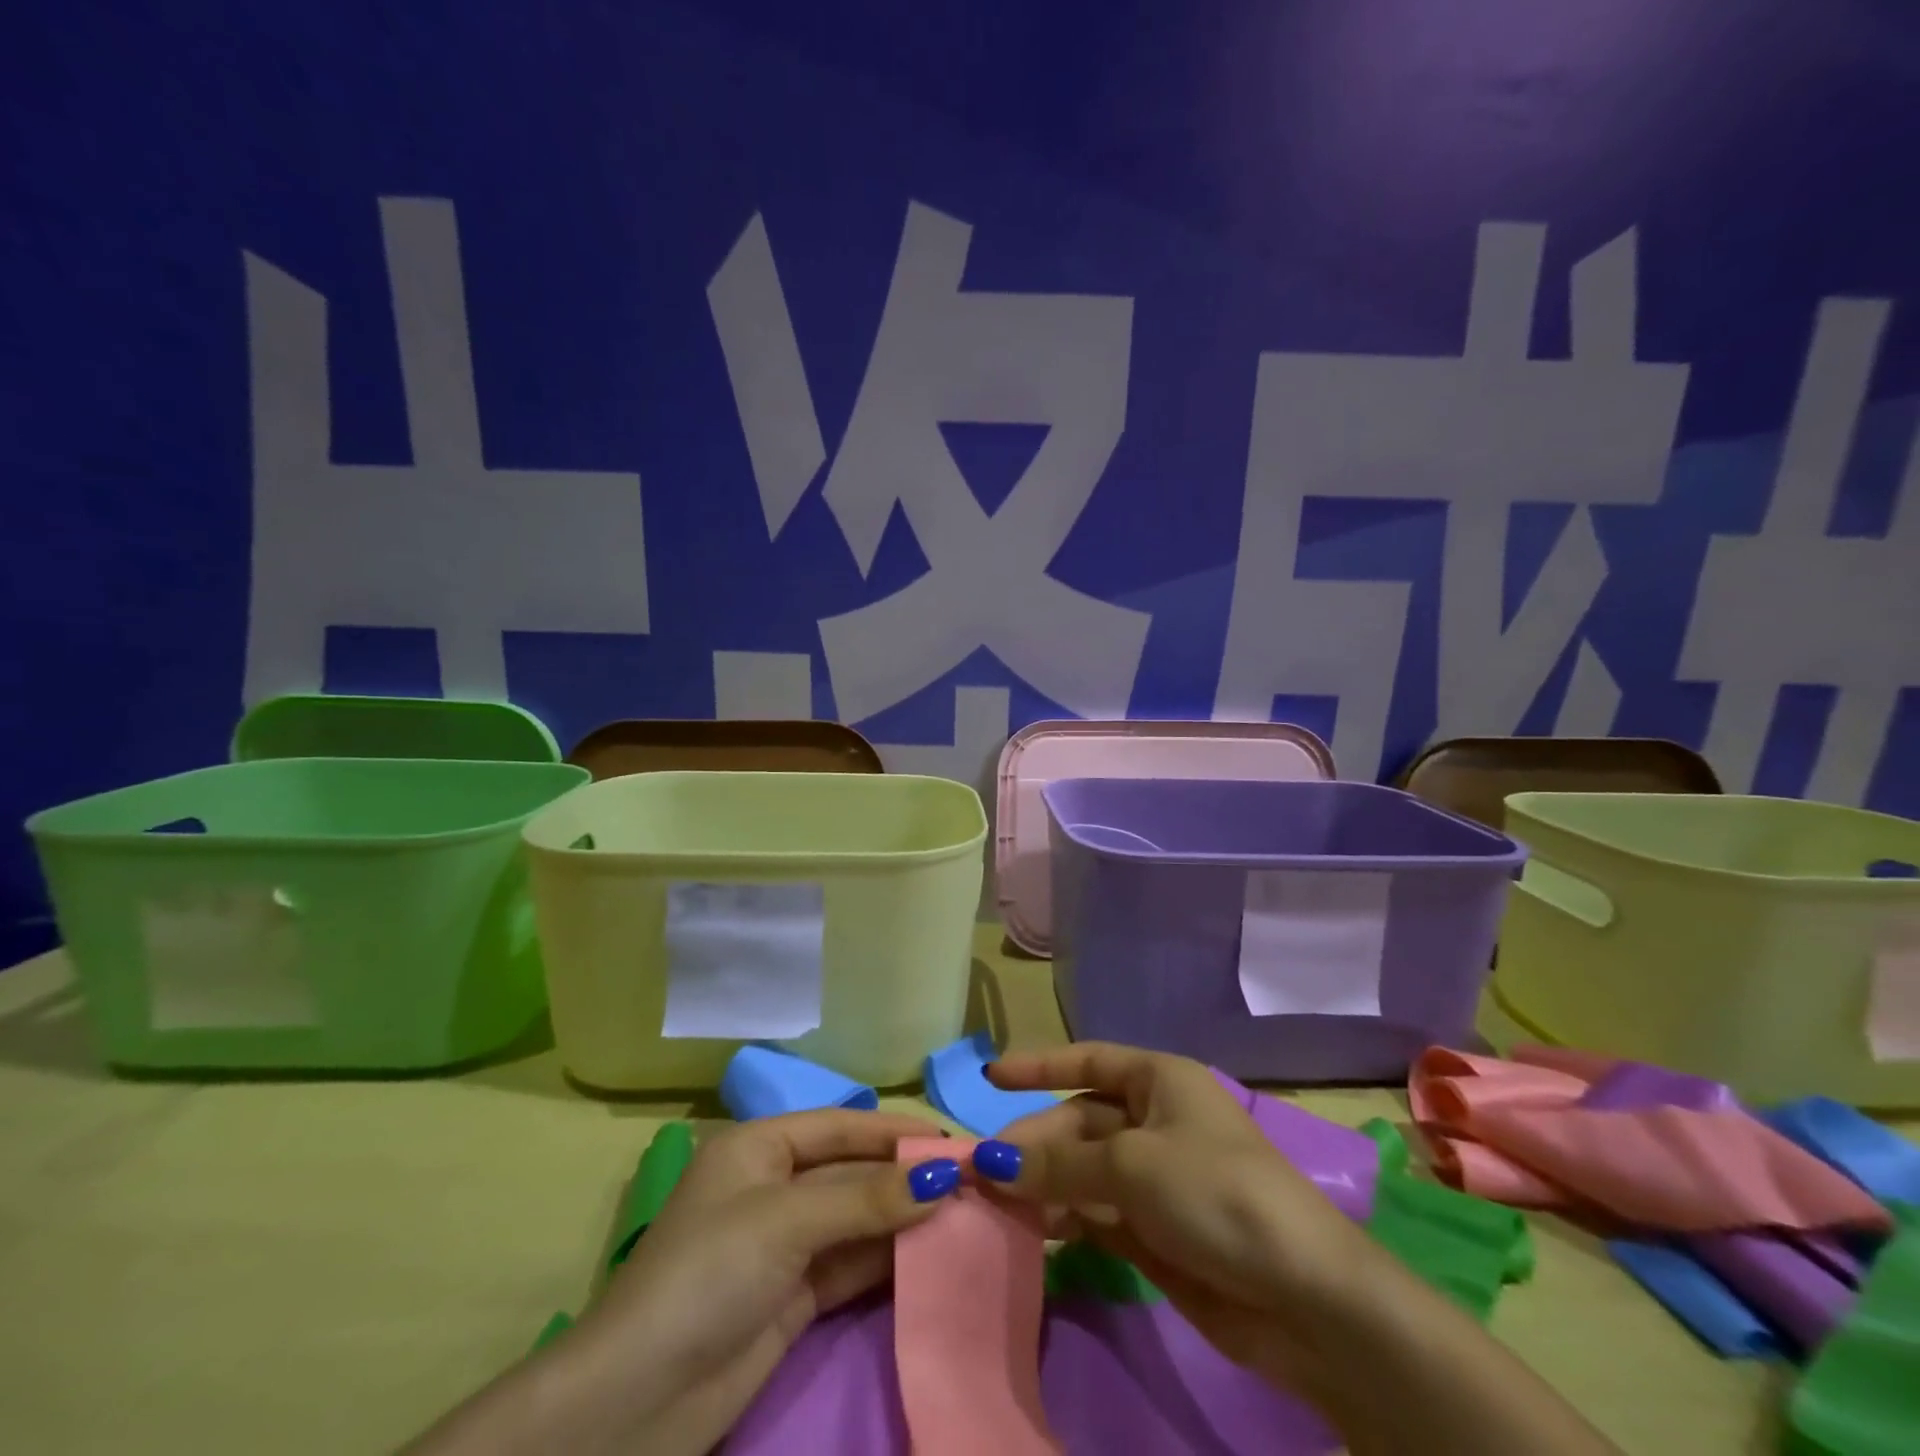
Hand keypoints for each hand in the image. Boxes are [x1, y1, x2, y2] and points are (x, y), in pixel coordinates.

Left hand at [405, 1110, 961, 1455]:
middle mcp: (773, 1186)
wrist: (635, 1406)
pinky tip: (932, 1256)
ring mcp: (784, 1244)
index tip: (954, 1140)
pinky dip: (887, 1259)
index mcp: (760, 1147)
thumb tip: (942, 1175)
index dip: (896, 1131)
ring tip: (966, 1216)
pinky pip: (851, 1263)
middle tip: (972, 1182)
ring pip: (857, 1219)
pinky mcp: (793, 1297)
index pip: (842, 1125)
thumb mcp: (786, 1222)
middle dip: (906, 1176)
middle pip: (853, 1172)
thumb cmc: (708, 1275)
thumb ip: (866, 1198)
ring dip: (904, 1219)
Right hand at [978, 1043, 1620, 1455]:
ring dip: (1045, 1184)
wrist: (1306, 1298)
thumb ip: (1057, 1164)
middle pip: (1079, 1121)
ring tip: (999, 1206)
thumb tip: (989, 1160)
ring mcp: (1157, 1177)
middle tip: (982, 1171)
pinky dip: (1068, 1218)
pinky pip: (1098, 1212)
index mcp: (1159, 1081)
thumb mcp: (1130, 1167)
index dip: (1038, 1066)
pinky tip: (1038, 1232)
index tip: (989, 1078)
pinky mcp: (1158, 1230)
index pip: (1087, 1061)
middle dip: (1034, 1142)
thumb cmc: (1216, 1194)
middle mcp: (1156, 1120)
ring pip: (1084, 1170)